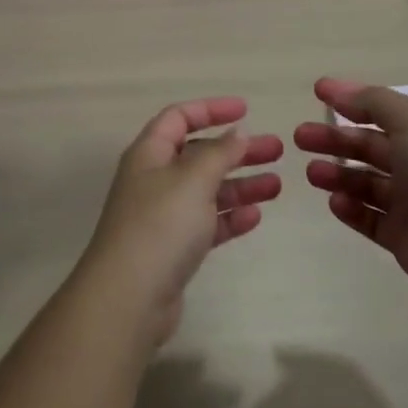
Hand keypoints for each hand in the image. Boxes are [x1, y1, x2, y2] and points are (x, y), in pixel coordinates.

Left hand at [78, 98, 283, 343]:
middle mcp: (154, 179)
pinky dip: (230, 217)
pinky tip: (256, 216)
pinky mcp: (174, 249)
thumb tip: (237, 133)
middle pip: (199, 154)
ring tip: (278, 184)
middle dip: (236, 150)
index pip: (179, 117)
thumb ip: (218, 153)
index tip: (247, 110)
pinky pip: (207, 223)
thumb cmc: (160, 225)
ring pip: (207, 190)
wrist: (129, 298)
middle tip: (276, 149)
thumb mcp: (192, 180)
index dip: (211, 109)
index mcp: (150, 153)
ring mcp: (164, 215)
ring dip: (241, 184)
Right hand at [295, 78, 407, 300]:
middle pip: (368, 147)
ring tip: (312, 173)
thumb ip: (372, 102)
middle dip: (334, 140)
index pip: (381, 112)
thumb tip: (337, 89)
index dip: (350, 101)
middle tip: (300, 137)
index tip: (317, 93)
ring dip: (337, 174)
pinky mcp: (402, 238)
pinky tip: (334, 202)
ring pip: (365, 183)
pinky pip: (368, 219)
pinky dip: (350, 210)